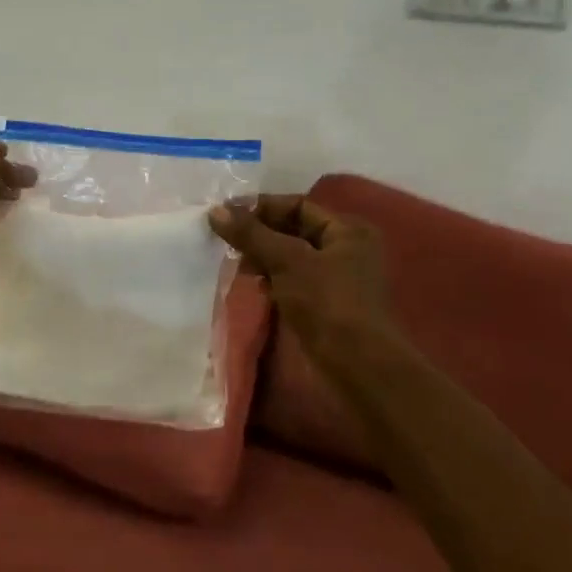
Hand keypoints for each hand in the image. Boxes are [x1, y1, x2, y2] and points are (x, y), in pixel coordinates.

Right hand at [208, 195, 400, 372]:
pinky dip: (271, 279)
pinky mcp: (324, 306)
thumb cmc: (327, 303)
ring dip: (262, 257)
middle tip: (224, 239)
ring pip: (290, 257)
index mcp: (347, 230)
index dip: (262, 207)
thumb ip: (251, 234)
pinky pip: (292, 281)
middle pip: (293, 230)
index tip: (227, 215)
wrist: (356, 366)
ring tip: (232, 261)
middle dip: (259, 233)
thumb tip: (215, 211)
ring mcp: (336, 280)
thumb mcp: (287, 261)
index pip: (298, 205)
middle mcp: (346, 249)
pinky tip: (250, 285)